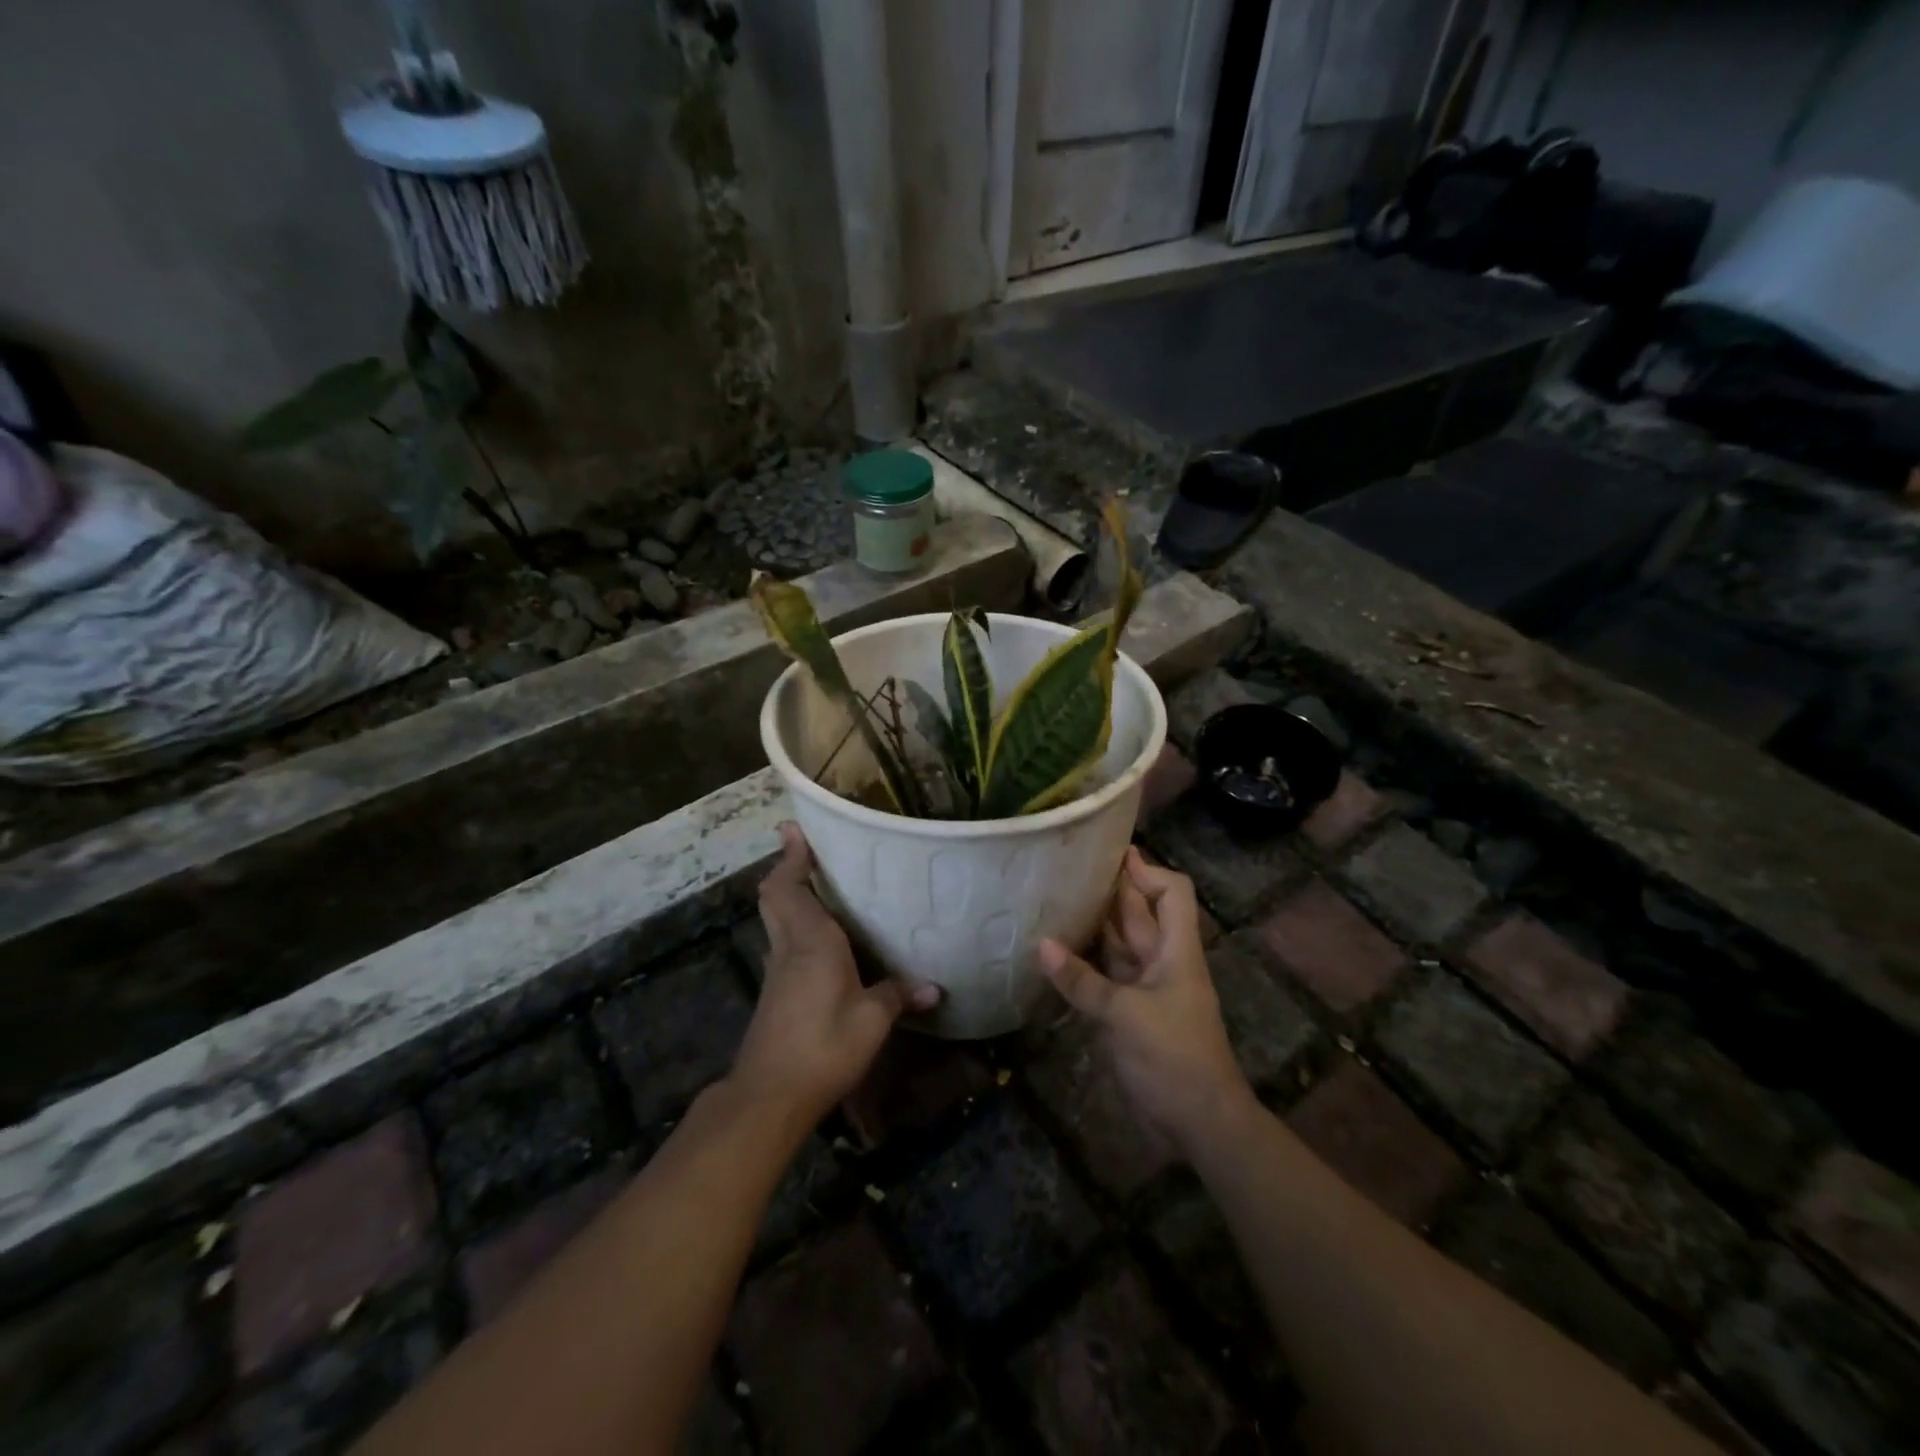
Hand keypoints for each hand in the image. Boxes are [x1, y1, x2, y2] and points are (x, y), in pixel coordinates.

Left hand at [731, 824, 939, 1124]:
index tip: (793, 830)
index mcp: (811, 940)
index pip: (790, 887)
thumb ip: (898, 996)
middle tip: (807, 852)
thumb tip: (933, 987)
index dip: (791, 857)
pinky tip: (821, 941)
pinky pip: (782, 943)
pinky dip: (794, 927)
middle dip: (786, 870)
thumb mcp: (871, 1021)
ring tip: (819, 887)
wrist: (769, 1095)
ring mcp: (776, 971)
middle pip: (775, 897)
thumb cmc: (823, 1046)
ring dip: (788, 897)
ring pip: (776, 919)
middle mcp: (789, 947)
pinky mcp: (774, 993)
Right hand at [1039, 848, 1253, 1154]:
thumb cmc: (1174, 1058)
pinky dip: (1084, 963)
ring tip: (1054, 900)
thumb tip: (1041, 944)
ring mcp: (1146, 988)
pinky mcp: (1130, 1013)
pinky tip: (1054, 953)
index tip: (1108, 855)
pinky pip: (1105, 976)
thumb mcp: (1126, 1016)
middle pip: (1140, 913)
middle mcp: (1162, 962)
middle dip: (1111, 889)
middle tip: (1066, 868)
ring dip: (1094, 924)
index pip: (1172, 893)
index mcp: (1176, 951)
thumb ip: (1082, 981)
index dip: (1146, 870)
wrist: (1200, 1124)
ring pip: (1119, 944)